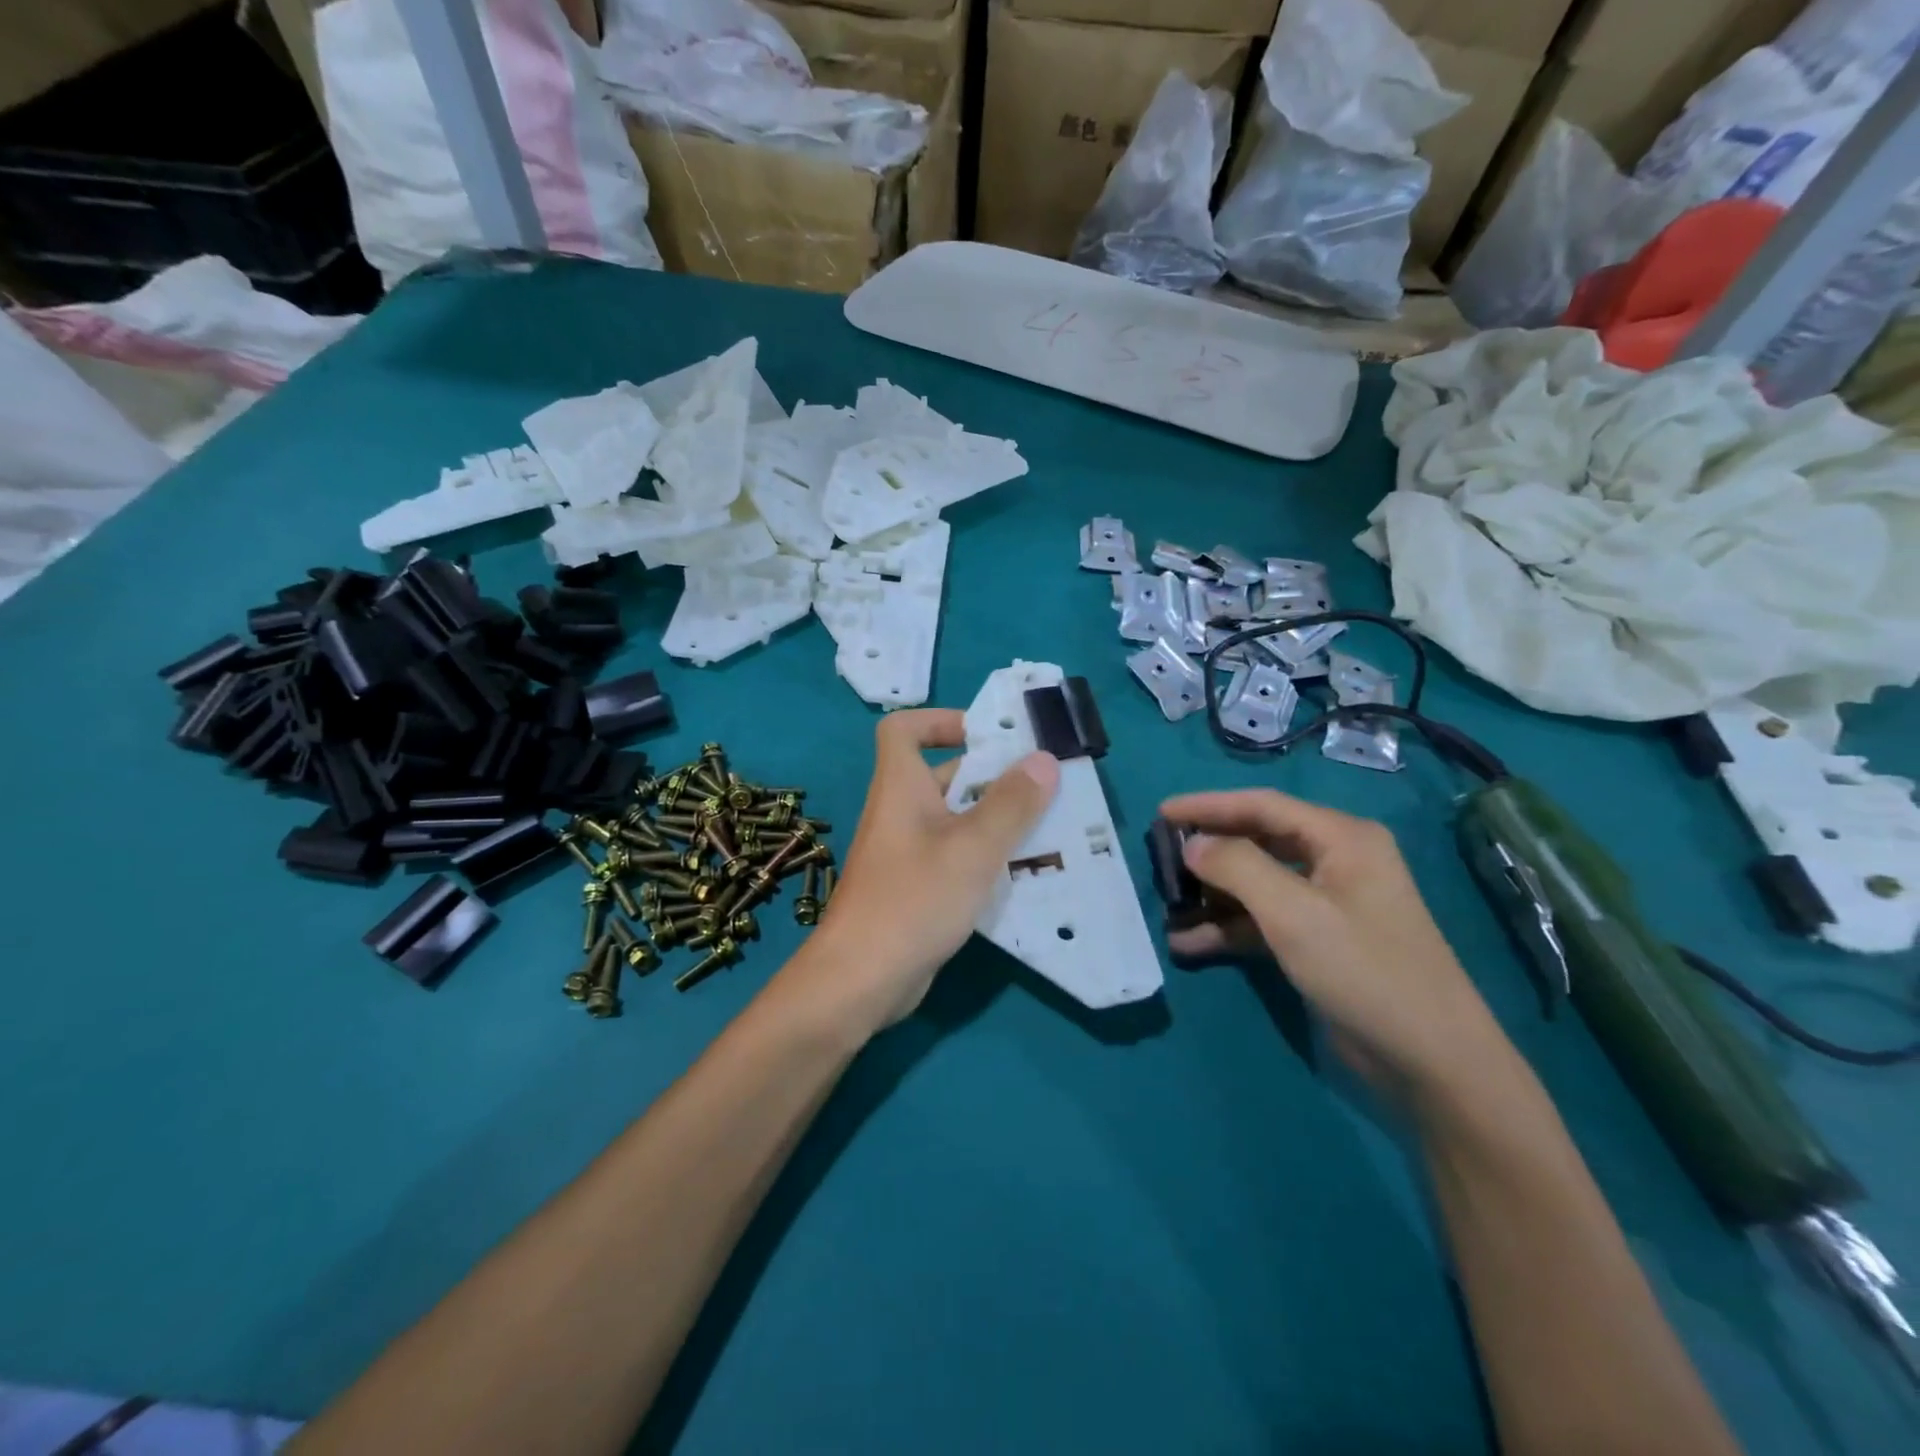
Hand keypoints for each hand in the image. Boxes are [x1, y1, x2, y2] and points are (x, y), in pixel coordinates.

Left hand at [793, 709, 1058, 1034]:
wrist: (860, 979)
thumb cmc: (914, 898)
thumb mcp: (973, 848)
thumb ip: (1011, 803)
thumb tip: (1044, 759)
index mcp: (901, 786)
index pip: (903, 729)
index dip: (940, 720)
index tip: (986, 736)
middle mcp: (900, 812)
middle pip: (943, 775)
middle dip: (992, 777)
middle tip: (1044, 787)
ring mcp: (905, 852)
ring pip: (954, 821)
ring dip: (996, 821)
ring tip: (1048, 828)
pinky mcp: (914, 887)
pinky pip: (953, 857)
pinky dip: (984, 857)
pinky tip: (1022, 874)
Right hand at [1161, 789, 1509, 1098]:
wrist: (1431, 1062)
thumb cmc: (1364, 971)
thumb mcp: (1294, 913)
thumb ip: (1236, 867)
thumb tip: (1191, 843)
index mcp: (1341, 838)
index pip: (1262, 805)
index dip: (1208, 806)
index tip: (1160, 813)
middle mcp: (1334, 861)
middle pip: (1257, 841)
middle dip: (1208, 850)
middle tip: (1160, 857)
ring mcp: (1327, 904)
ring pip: (1255, 884)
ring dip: (1212, 895)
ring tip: (1167, 906)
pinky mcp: (1318, 942)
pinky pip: (1262, 921)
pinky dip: (1227, 929)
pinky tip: (1188, 943)